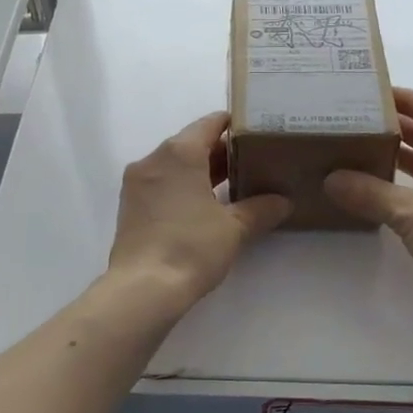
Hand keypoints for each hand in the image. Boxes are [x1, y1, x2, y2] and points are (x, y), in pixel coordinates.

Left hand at [107, 113, 290, 309]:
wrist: (143, 288)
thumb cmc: (192, 247)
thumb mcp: (234, 228)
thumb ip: (260, 209)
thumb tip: (283, 201)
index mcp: (179, 152)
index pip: (211, 123)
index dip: (236, 126)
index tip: (258, 134)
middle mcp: (154, 159)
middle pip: (192, 143)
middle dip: (221, 152)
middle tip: (253, 162)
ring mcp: (137, 182)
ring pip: (175, 165)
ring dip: (201, 171)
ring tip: (234, 185)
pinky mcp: (130, 206)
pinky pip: (162, 184)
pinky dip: (182, 187)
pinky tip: (204, 206)